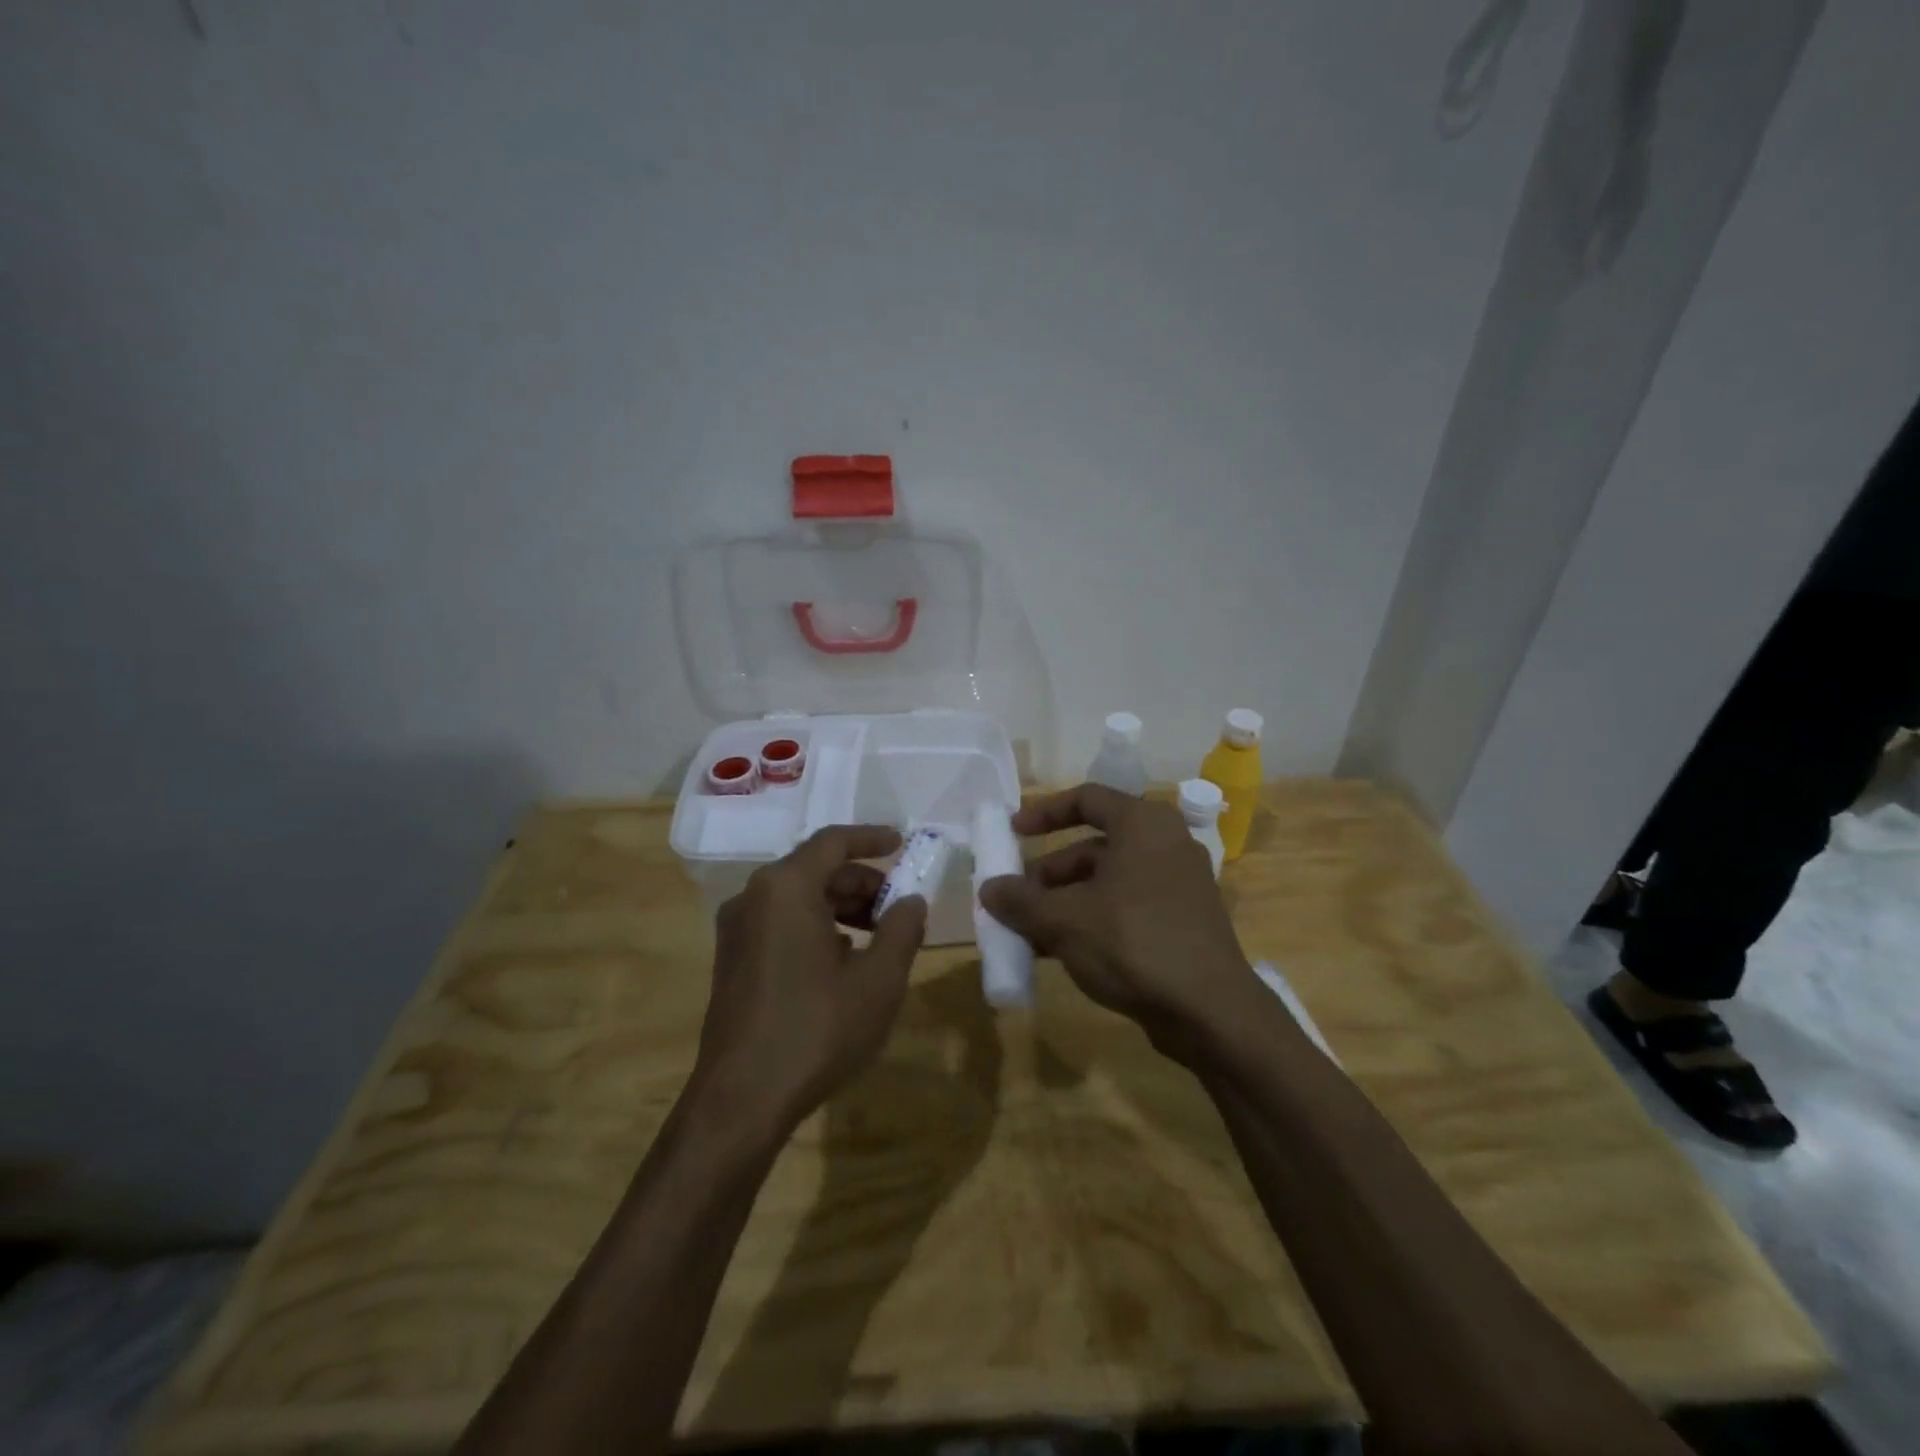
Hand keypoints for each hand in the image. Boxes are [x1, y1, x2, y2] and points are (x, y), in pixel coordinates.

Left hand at [696, 825, 927, 1130]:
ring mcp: (737, 929)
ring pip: (799, 897)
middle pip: (816, 869)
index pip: (833, 842)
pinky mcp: (733, 959)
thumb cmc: (816, 1030)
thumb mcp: (878, 980)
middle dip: (863, 881)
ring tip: (879, 935)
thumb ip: (902, 930)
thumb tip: (911, 901)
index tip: (902, 843)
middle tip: (900, 906)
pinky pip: (781, 922)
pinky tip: (843, 959)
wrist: (741, 1100)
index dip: (872, 838)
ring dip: (842, 906)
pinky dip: (817, 925)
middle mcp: (754, 897)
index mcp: (785, 888)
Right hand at [979, 784, 1256, 1050]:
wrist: (1211, 1012)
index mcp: (1143, 825)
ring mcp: (1179, 885)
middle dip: (1050, 872)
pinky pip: (1127, 906)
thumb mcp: (1065, 920)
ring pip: (1109, 881)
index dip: (1045, 812)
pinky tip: (1061, 951)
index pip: (1086, 799)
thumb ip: (1021, 901)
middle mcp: (1166, 844)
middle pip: (1094, 846)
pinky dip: (1093, 919)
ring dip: (1066, 901)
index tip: (1013, 831)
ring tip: (1030, 931)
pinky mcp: (1184, 921)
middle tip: (1017, 897)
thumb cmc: (1133, 943)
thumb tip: (988, 889)